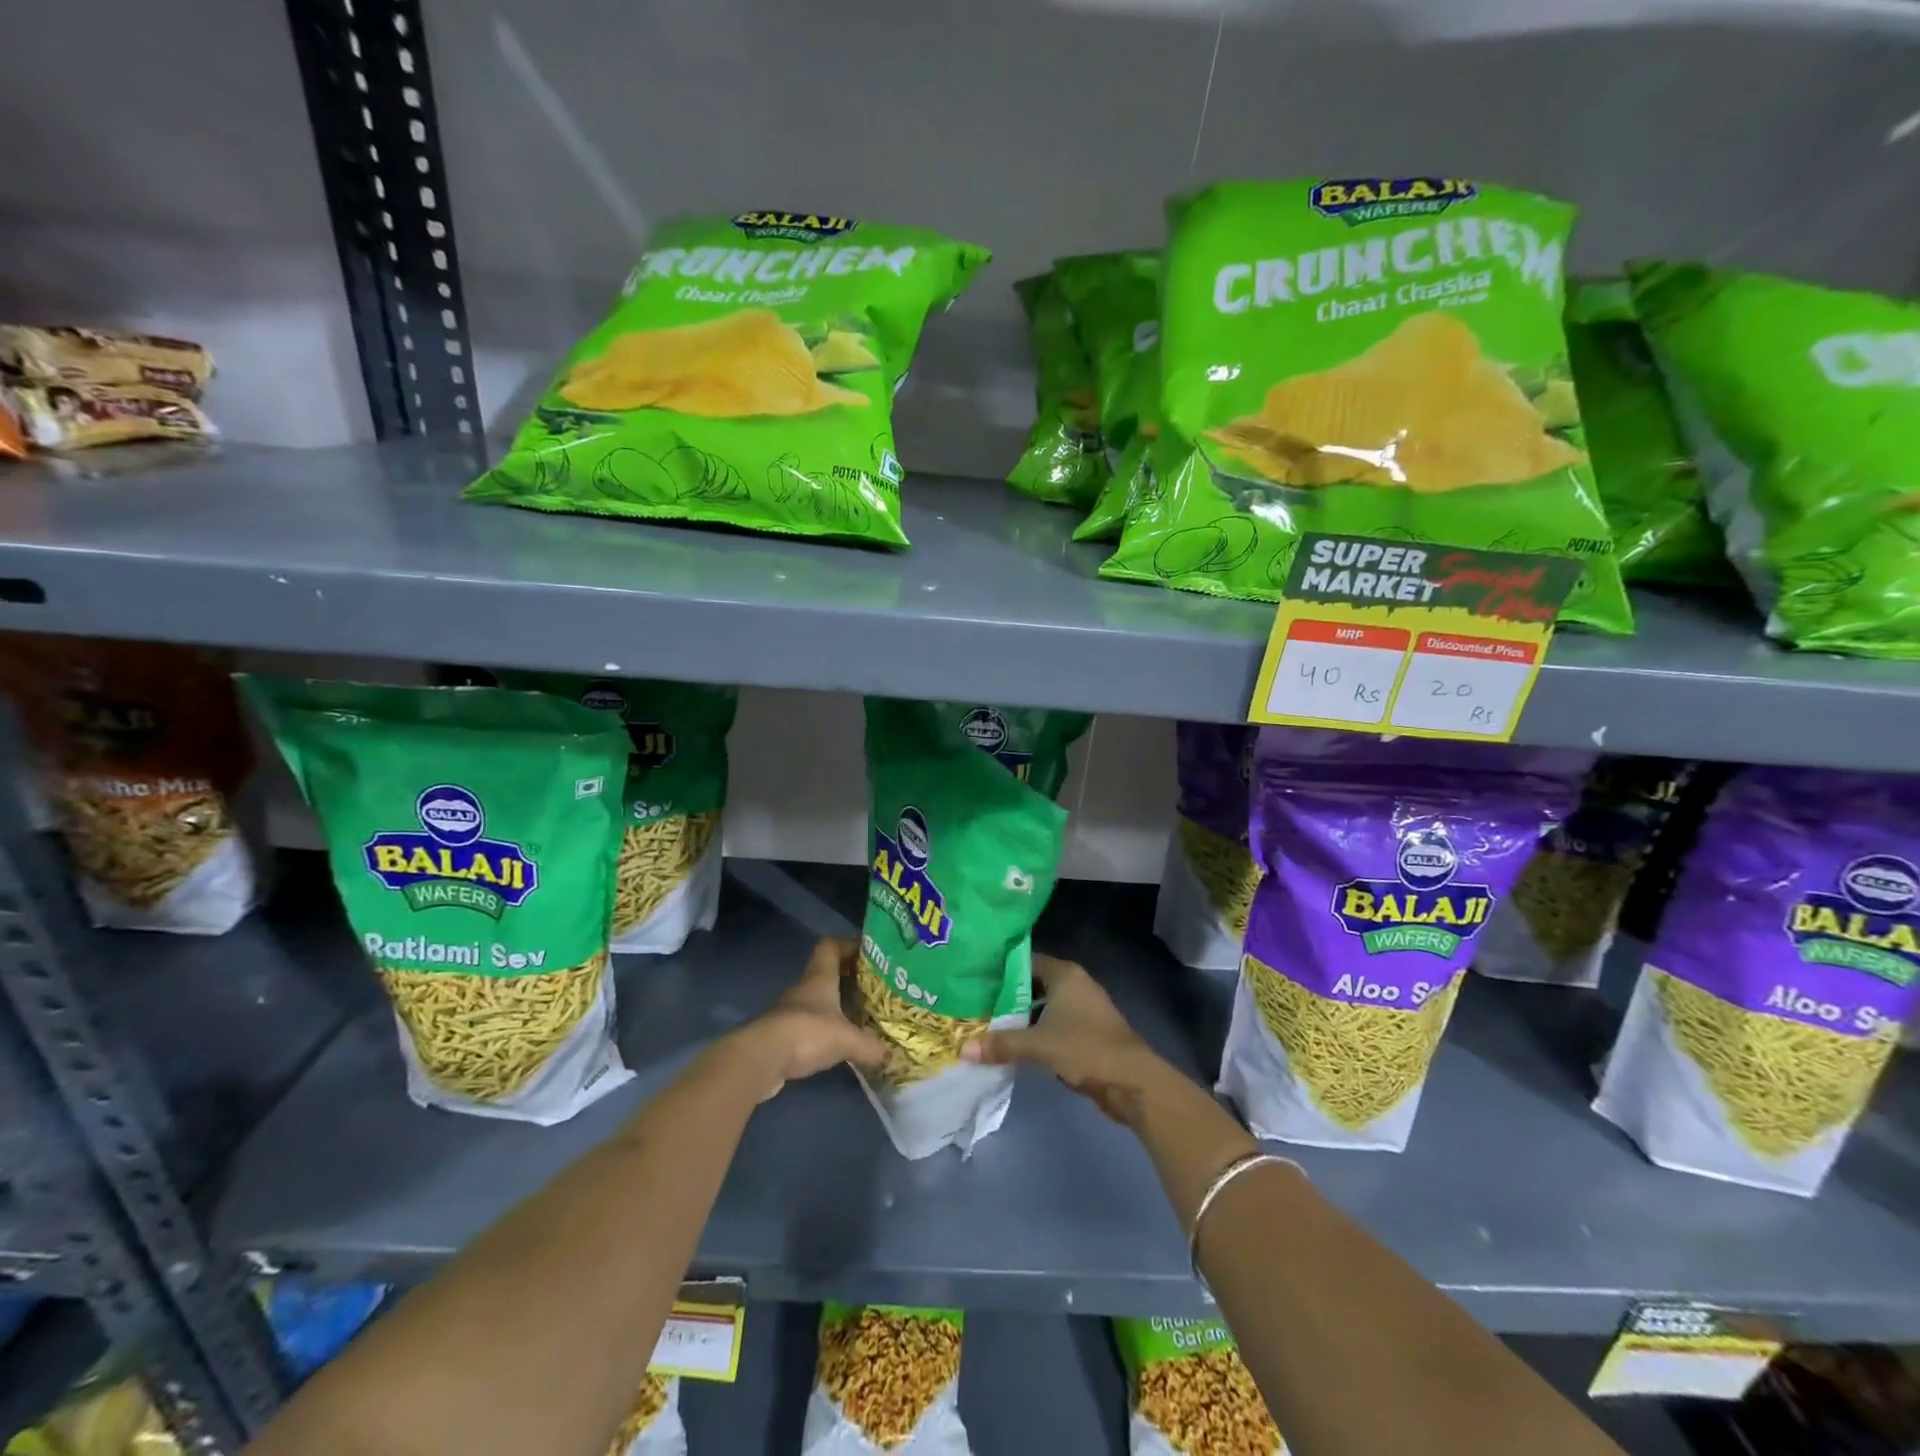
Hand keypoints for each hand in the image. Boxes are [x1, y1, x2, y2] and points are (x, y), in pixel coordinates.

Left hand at [733, 937, 886, 1100]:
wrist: (761, 1059)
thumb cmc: (807, 1033)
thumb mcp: (847, 1039)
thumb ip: (871, 1047)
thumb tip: (892, 1057)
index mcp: (820, 977)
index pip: (831, 946)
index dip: (847, 944)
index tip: (867, 951)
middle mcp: (804, 988)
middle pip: (826, 973)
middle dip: (848, 978)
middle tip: (872, 987)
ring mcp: (790, 1012)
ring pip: (818, 1000)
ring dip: (835, 1006)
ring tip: (860, 1017)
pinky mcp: (783, 1035)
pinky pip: (809, 1025)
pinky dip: (823, 1030)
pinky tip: (839, 1043)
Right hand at [962, 954, 1170, 1126]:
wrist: (1132, 1081)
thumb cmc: (1085, 1048)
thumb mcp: (1039, 1046)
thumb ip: (1002, 1044)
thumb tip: (964, 1049)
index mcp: (1064, 974)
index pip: (1025, 961)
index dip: (1000, 970)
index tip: (975, 980)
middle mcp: (1074, 983)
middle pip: (1033, 983)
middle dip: (1007, 996)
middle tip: (976, 1004)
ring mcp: (1083, 1007)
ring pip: (1044, 1005)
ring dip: (1022, 1016)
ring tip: (989, 1025)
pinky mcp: (1088, 1030)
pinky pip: (1054, 1023)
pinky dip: (1037, 1031)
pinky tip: (1016, 1044)